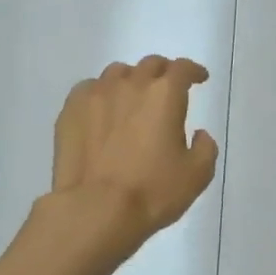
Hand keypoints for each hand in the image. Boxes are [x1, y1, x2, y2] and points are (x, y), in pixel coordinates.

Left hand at [50, 57, 217, 253]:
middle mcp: (130, 84)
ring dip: (131, 80)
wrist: (96, 209)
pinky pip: (90, 89)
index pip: (182, 69)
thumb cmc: (152, 192)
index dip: (194, 71)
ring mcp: (96, 94)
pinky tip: (103, 111)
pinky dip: (102, 94)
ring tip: (133, 98)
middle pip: (150, 65)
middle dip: (163, 72)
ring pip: (117, 73)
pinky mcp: (71, 110)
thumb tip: (198, 134)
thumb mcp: (197, 175)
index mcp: (165, 94)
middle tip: (167, 88)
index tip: (199, 78)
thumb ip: (205, 147)